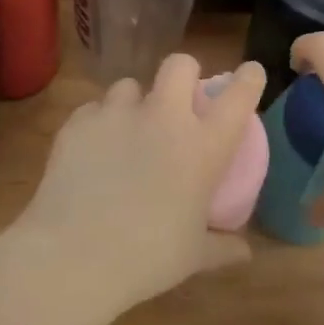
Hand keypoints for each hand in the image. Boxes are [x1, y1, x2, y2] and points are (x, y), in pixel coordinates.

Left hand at [15, 54, 263, 314]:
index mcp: (202, 147)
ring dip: (134, 103)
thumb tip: (245, 251)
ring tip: (126, 132)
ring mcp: (118, 114)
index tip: (250, 72)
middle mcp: (163, 118)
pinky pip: (94, 109)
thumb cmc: (146, 259)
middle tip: (179, 100)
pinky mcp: (79, 121)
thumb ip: (222, 246)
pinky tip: (91, 152)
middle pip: (179, 65)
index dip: (248, 79)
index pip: (238, 97)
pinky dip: (98, 124)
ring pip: (130, 85)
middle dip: (184, 73)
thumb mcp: (193, 257)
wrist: (73, 256)